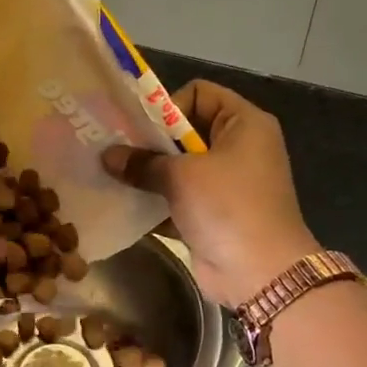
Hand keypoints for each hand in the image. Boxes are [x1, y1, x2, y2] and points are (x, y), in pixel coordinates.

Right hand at [102, 80, 316, 306]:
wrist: (259, 272)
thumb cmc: (227, 207)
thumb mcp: (181, 176)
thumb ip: (142, 162)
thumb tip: (107, 156)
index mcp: (243, 124)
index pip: (200, 94)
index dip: (167, 106)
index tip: (139, 129)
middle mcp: (236, 148)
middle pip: (184, 132)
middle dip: (147, 143)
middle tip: (112, 151)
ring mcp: (224, 184)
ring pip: (177, 168)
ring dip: (146, 174)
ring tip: (110, 177)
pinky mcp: (210, 215)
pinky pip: (175, 200)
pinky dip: (153, 203)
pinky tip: (121, 205)